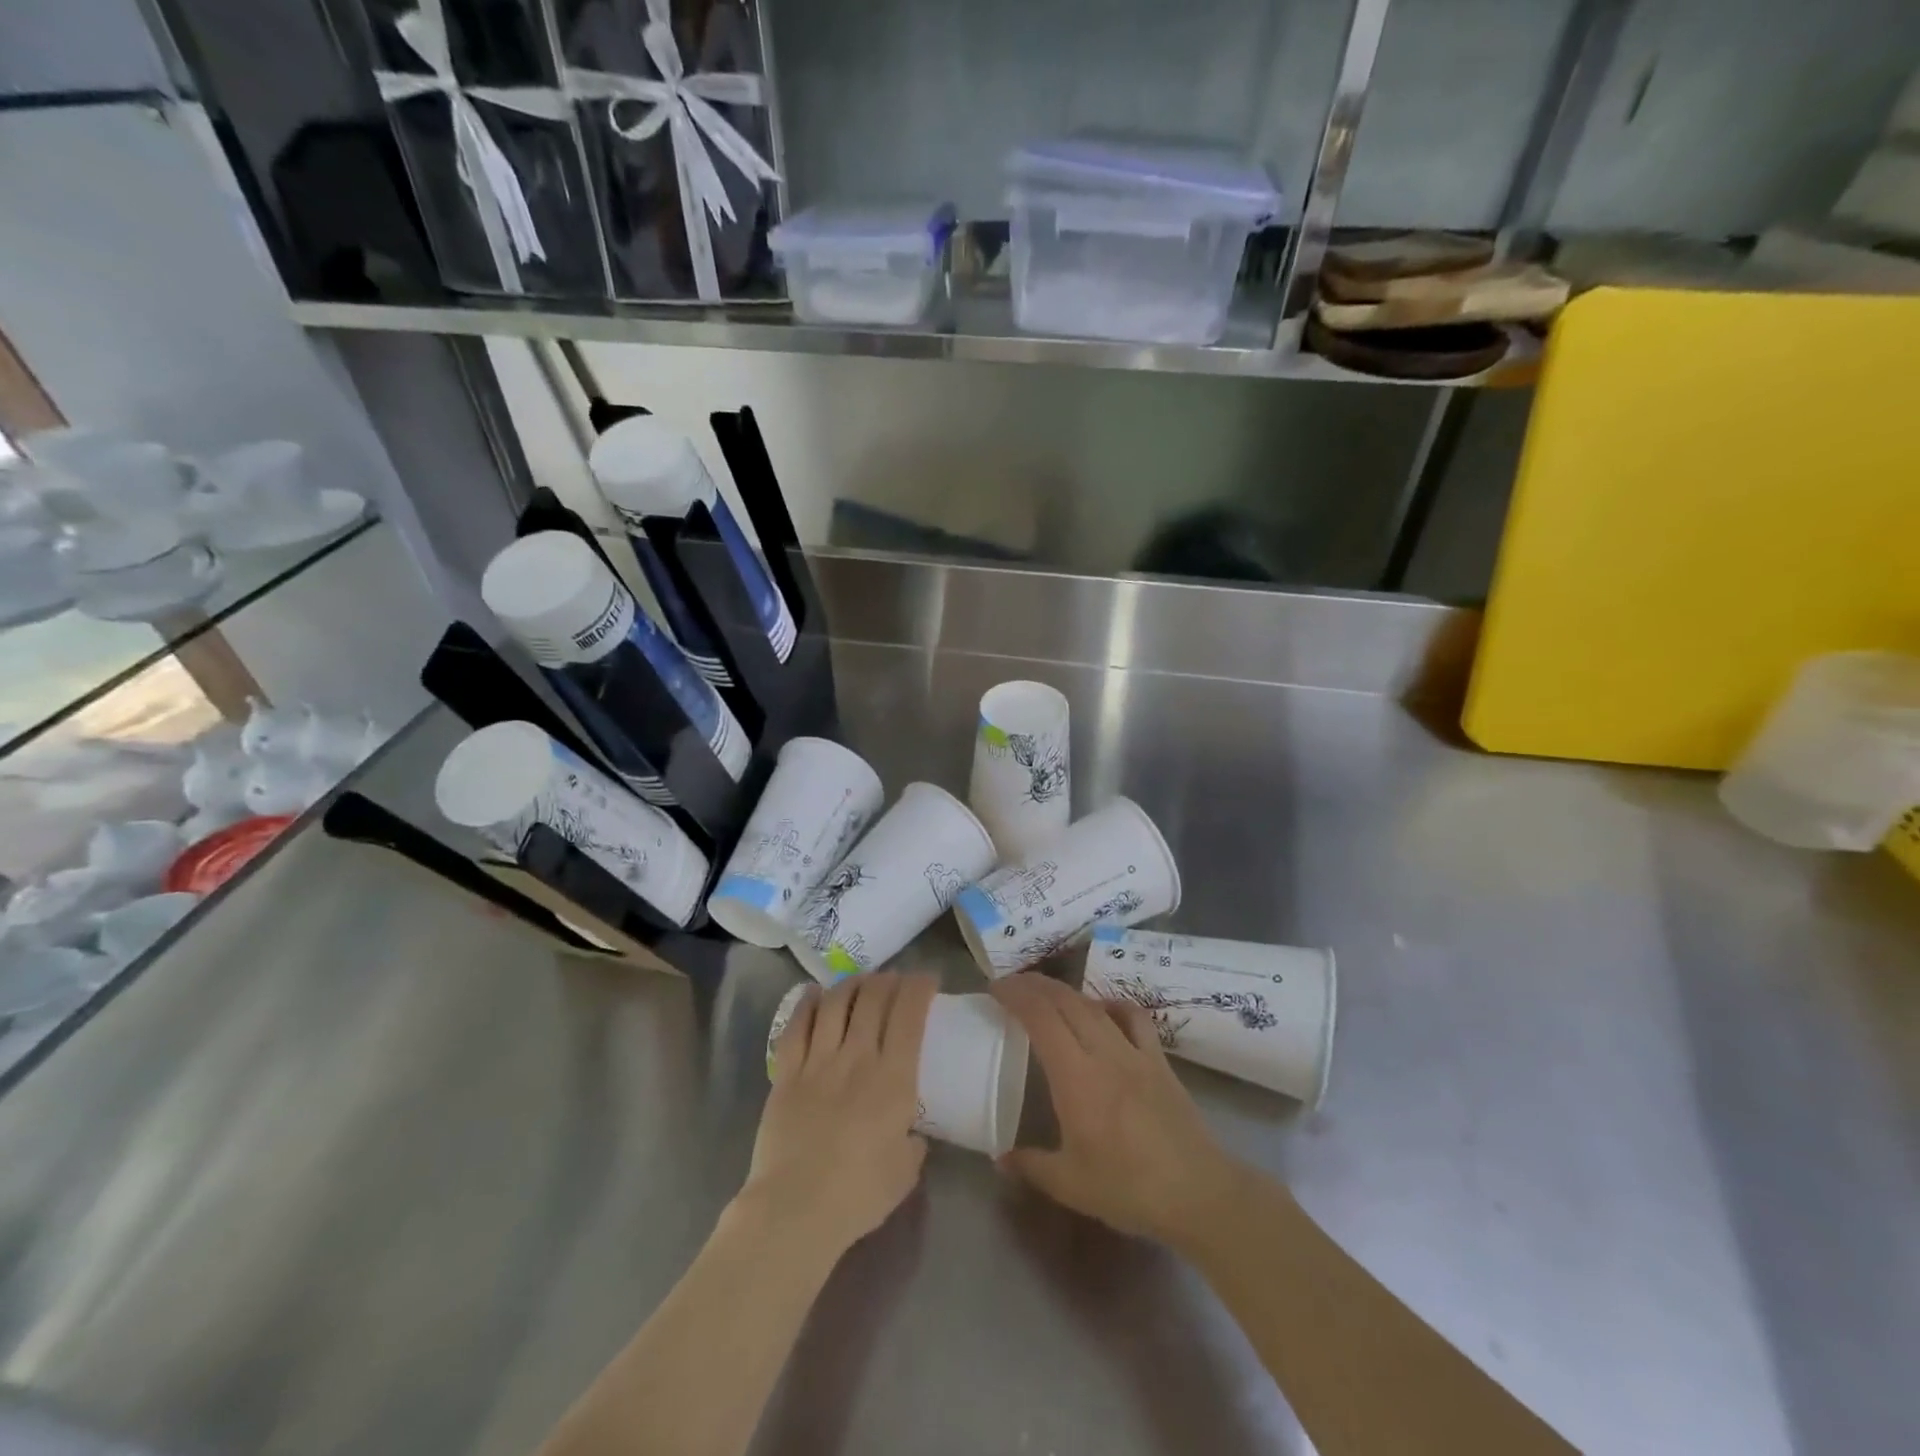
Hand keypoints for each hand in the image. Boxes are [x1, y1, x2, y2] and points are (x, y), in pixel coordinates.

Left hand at [742, 972, 935, 1260]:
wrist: (795, 1209)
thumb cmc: (859, 1194)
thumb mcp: (906, 1170)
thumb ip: (913, 1141)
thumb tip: (910, 1131)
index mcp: (894, 1078)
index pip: (909, 1014)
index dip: (919, 988)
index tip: (927, 980)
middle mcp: (857, 1057)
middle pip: (873, 997)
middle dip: (888, 980)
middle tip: (895, 981)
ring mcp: (818, 1061)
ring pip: (836, 1003)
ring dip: (852, 984)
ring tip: (861, 982)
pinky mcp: (786, 1073)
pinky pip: (797, 1025)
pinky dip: (808, 1003)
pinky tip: (815, 994)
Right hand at [991, 973, 1249, 1245]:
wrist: (1199, 1193)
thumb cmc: (1129, 1189)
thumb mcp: (1069, 1185)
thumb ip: (1031, 1165)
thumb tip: (999, 1157)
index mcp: (1076, 1077)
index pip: (1041, 1018)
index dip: (1016, 995)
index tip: (995, 988)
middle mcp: (1104, 1053)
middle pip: (1066, 1001)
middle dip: (1035, 985)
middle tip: (1012, 985)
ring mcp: (1135, 1052)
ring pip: (1095, 1005)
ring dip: (1066, 992)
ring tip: (1047, 994)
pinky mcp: (1159, 1060)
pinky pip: (1134, 1017)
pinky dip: (1112, 1004)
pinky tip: (1103, 1010)